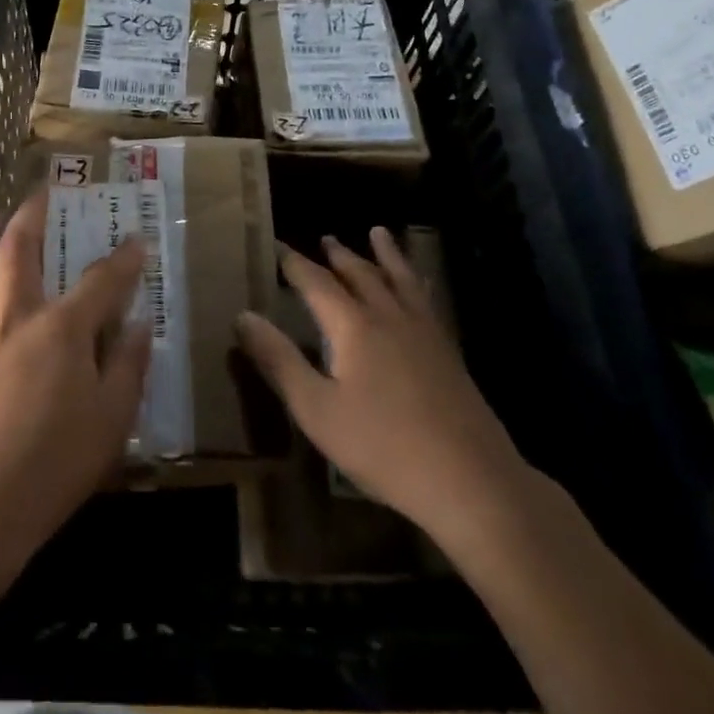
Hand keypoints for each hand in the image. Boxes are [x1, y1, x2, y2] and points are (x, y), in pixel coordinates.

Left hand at [0, 191, 151, 550]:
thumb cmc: (54, 461)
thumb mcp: (111, 418)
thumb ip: (127, 365)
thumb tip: (137, 327)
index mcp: (62, 327)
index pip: (102, 279)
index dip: (124, 258)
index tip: (138, 238)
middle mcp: (21, 319)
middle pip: (20, 248)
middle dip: (33, 213)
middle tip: (45, 191)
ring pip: (6, 282)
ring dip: (24, 256)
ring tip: (47, 255)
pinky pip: (3, 321)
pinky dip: (23, 308)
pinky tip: (38, 336)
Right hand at [236, 228, 531, 553]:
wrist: (470, 480)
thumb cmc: (383, 447)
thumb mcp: (316, 409)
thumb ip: (279, 361)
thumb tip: (243, 315)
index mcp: (353, 326)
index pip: (317, 283)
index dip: (296, 265)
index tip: (279, 248)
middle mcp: (389, 317)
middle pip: (361, 274)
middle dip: (340, 255)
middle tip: (326, 239)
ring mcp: (425, 333)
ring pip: (400, 279)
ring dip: (385, 255)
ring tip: (378, 233)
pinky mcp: (448, 353)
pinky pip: (426, 300)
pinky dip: (416, 281)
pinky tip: (420, 288)